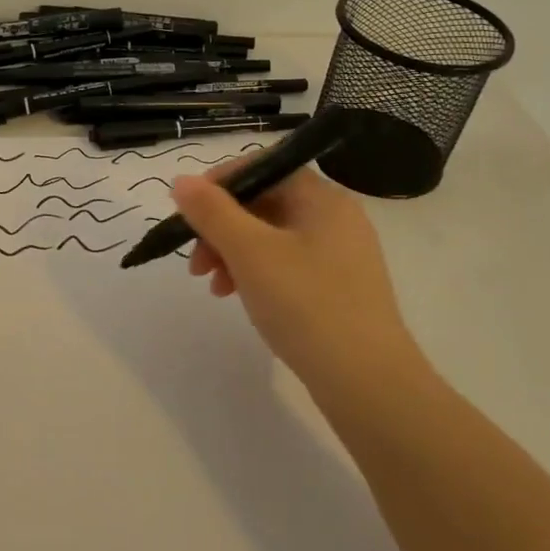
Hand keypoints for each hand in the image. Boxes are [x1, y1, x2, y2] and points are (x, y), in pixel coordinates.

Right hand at [171, 166, 423, 391]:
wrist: (368, 383)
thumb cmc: (306, 304)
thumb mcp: (249, 252)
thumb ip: (212, 211)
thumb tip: (181, 180)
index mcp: (322, 198)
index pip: (263, 167)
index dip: (220, 184)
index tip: (188, 213)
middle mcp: (335, 218)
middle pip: (264, 203)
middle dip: (220, 227)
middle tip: (194, 260)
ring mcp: (340, 255)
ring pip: (270, 237)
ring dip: (232, 252)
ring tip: (212, 286)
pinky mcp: (338, 288)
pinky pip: (286, 264)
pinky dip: (255, 273)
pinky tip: (237, 297)